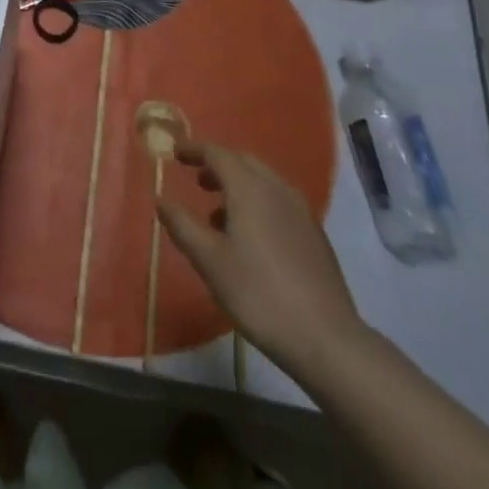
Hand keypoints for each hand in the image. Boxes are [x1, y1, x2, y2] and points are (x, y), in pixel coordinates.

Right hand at [157, 141, 366, 381]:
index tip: (176, 154)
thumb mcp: (209, 261)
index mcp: (249, 188)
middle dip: (217, 165)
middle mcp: (276, 188)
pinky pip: (279, 201)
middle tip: (196, 180)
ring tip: (218, 215)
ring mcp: (300, 210)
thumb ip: (182, 225)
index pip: (217, 153)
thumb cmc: (259, 294)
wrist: (326, 339)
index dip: (194, 150)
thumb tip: (161, 199)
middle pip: (243, 161)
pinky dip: (257, 203)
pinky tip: (251, 238)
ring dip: (238, 186)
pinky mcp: (314, 234)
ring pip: (263, 181)